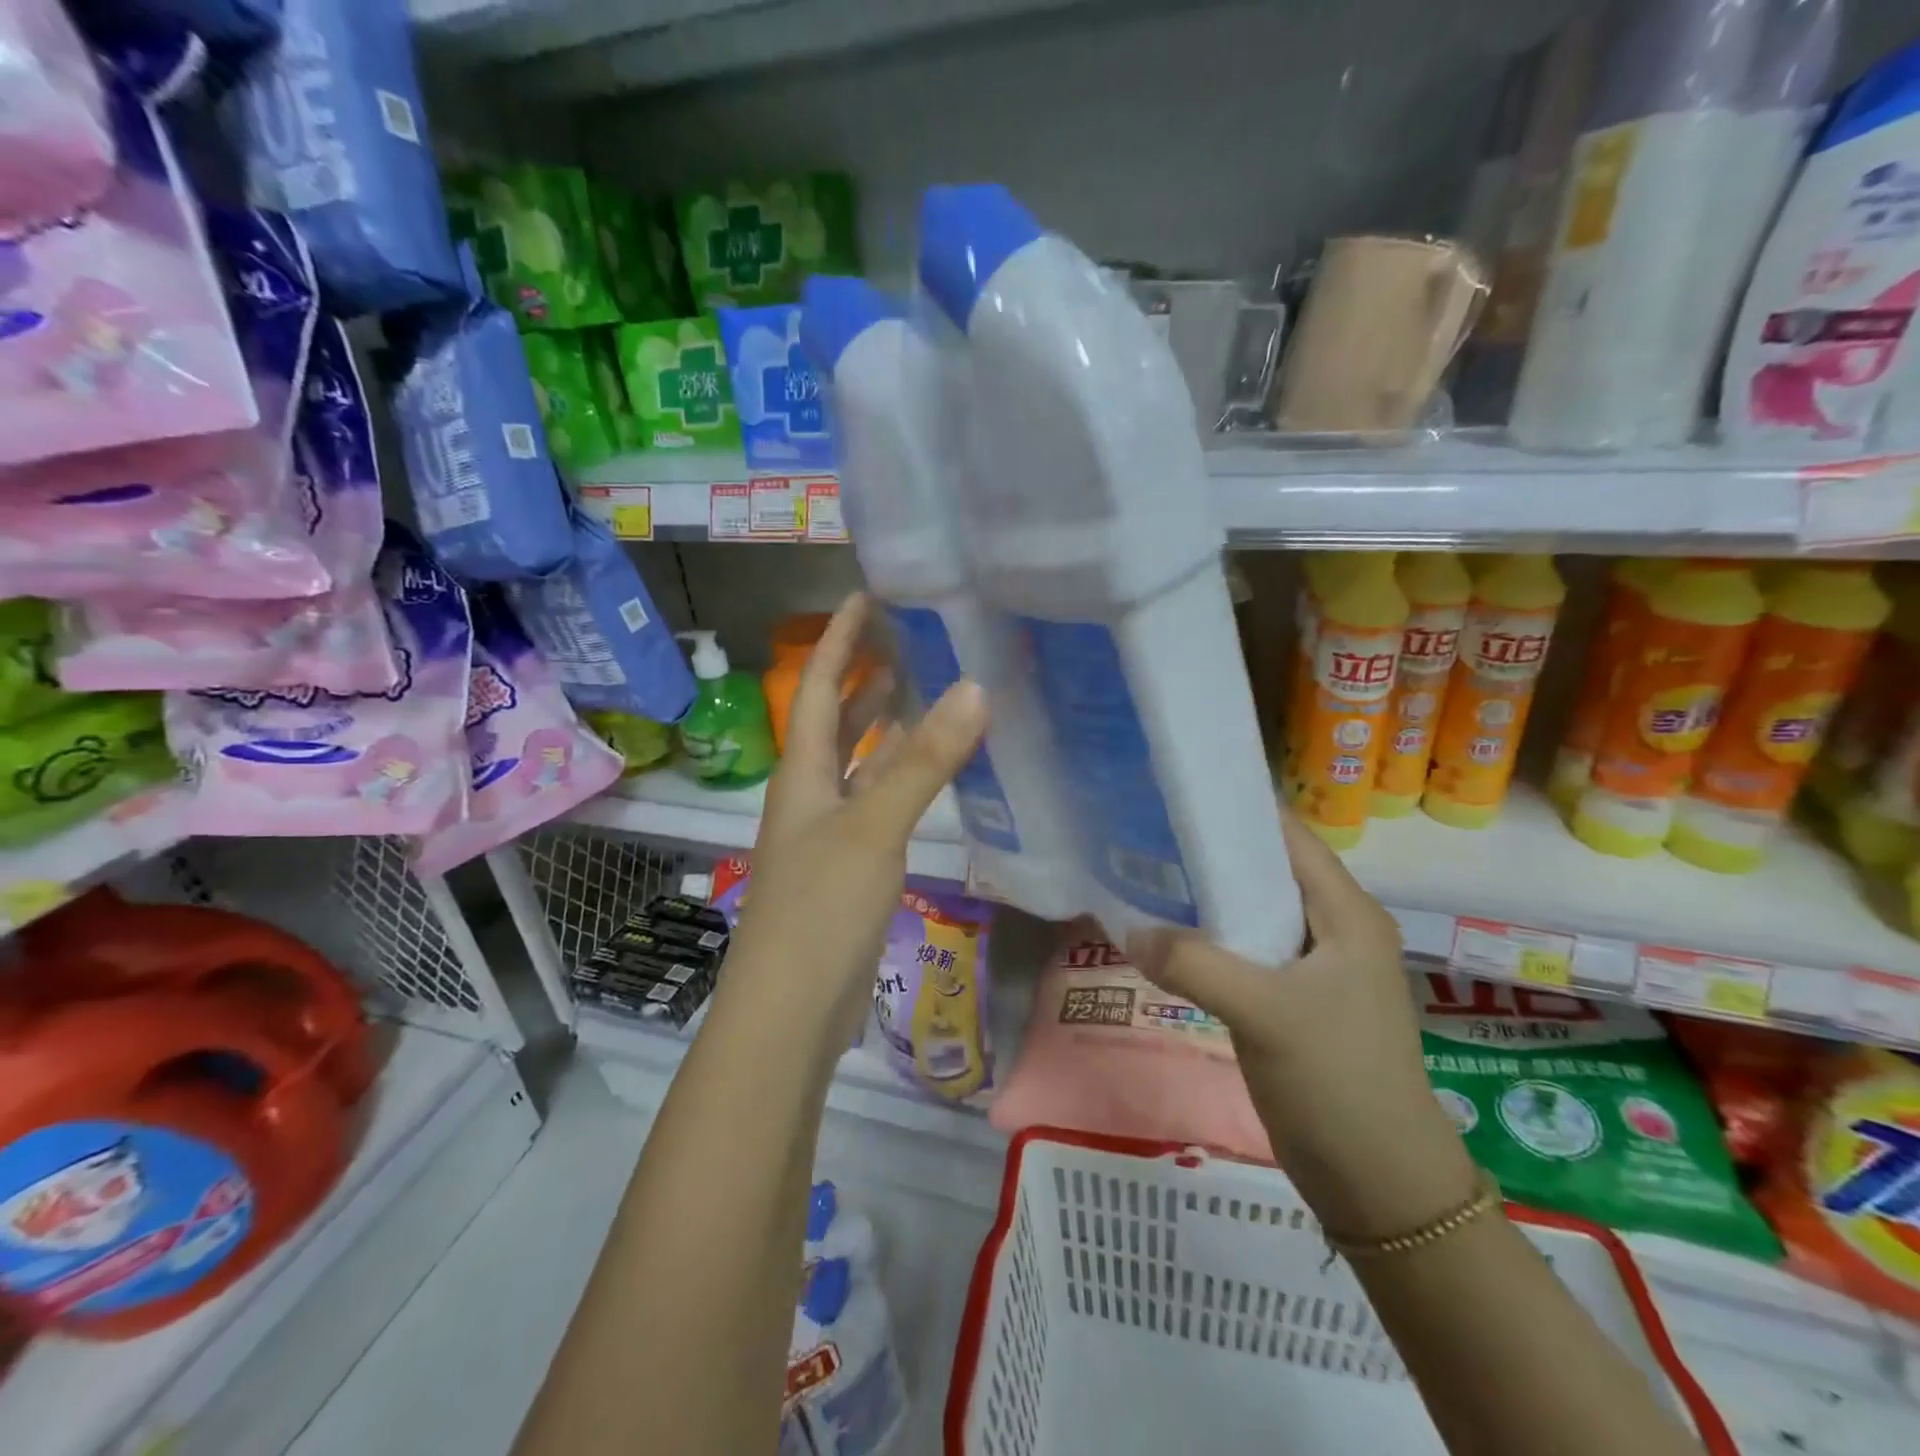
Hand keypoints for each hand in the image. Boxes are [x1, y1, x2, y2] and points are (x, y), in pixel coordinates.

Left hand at [725, 594, 989, 1046]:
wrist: (791, 1009)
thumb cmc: (820, 908)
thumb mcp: (873, 826)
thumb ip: (923, 761)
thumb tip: (975, 687)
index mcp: (802, 770)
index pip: (816, 683)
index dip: (839, 638)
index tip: (868, 594)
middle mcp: (810, 791)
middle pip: (834, 718)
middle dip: (864, 674)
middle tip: (912, 637)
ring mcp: (828, 831)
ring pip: (858, 761)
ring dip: (885, 725)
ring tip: (929, 689)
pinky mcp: (849, 865)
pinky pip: (877, 801)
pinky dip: (901, 776)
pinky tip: (932, 772)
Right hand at [1125, 811, 1478, 1238]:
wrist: (1379, 1183)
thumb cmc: (1337, 1082)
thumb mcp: (1265, 1014)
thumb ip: (1194, 964)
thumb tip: (1129, 929)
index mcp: (1346, 912)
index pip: (1288, 835)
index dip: (1237, 808)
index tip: (1177, 792)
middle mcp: (1333, 926)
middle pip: (1266, 868)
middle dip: (1211, 848)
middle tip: (1147, 830)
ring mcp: (1313, 965)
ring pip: (1253, 909)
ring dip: (1207, 894)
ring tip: (1146, 871)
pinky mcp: (1293, 997)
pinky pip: (1246, 948)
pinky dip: (1209, 936)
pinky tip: (1167, 934)